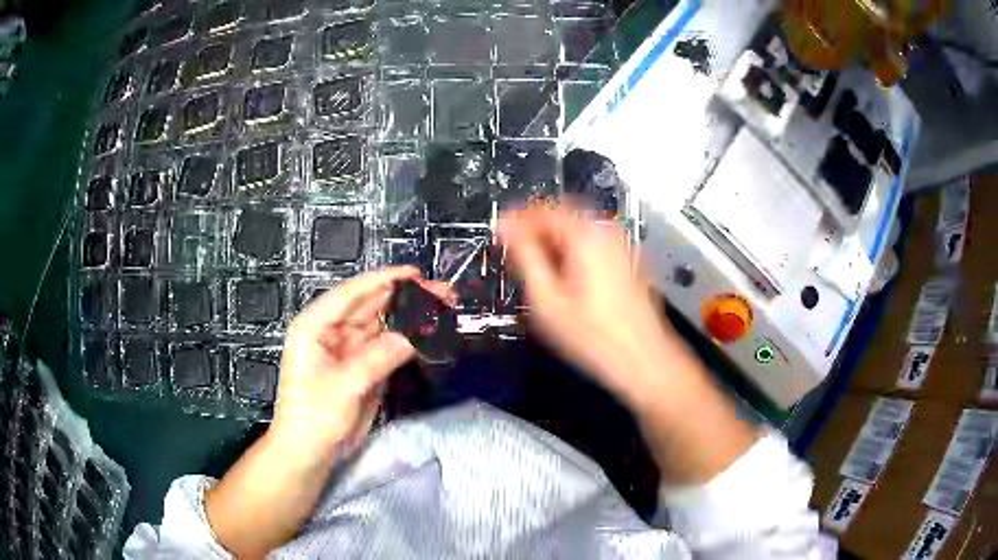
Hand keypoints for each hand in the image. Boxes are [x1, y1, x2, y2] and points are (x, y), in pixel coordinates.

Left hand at [272, 267, 449, 463]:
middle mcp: (332, 331)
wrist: (311, 452)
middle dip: (404, 298)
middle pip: (370, 306)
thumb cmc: (314, 415)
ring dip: (409, 318)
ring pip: (382, 326)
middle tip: (441, 292)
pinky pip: (387, 348)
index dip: (382, 280)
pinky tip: (428, 335)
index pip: (351, 294)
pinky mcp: (363, 368)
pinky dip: (406, 341)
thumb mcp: (344, 385)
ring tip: (441, 310)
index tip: (415, 273)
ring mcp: (349, 350)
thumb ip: (377, 358)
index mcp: (315, 325)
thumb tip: (414, 336)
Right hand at [499, 203, 696, 407]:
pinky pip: (593, 243)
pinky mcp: (629, 259)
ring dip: (554, 242)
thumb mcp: (547, 299)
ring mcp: (622, 244)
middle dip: (535, 230)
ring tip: (536, 267)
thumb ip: (524, 257)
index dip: (516, 219)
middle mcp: (608, 231)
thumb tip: (507, 228)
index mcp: (586, 235)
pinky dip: (573, 251)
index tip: (499, 232)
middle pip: (563, 215)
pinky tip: (565, 276)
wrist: (643, 359)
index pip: (543, 210)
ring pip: (578, 229)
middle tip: (514, 251)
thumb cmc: (593, 336)